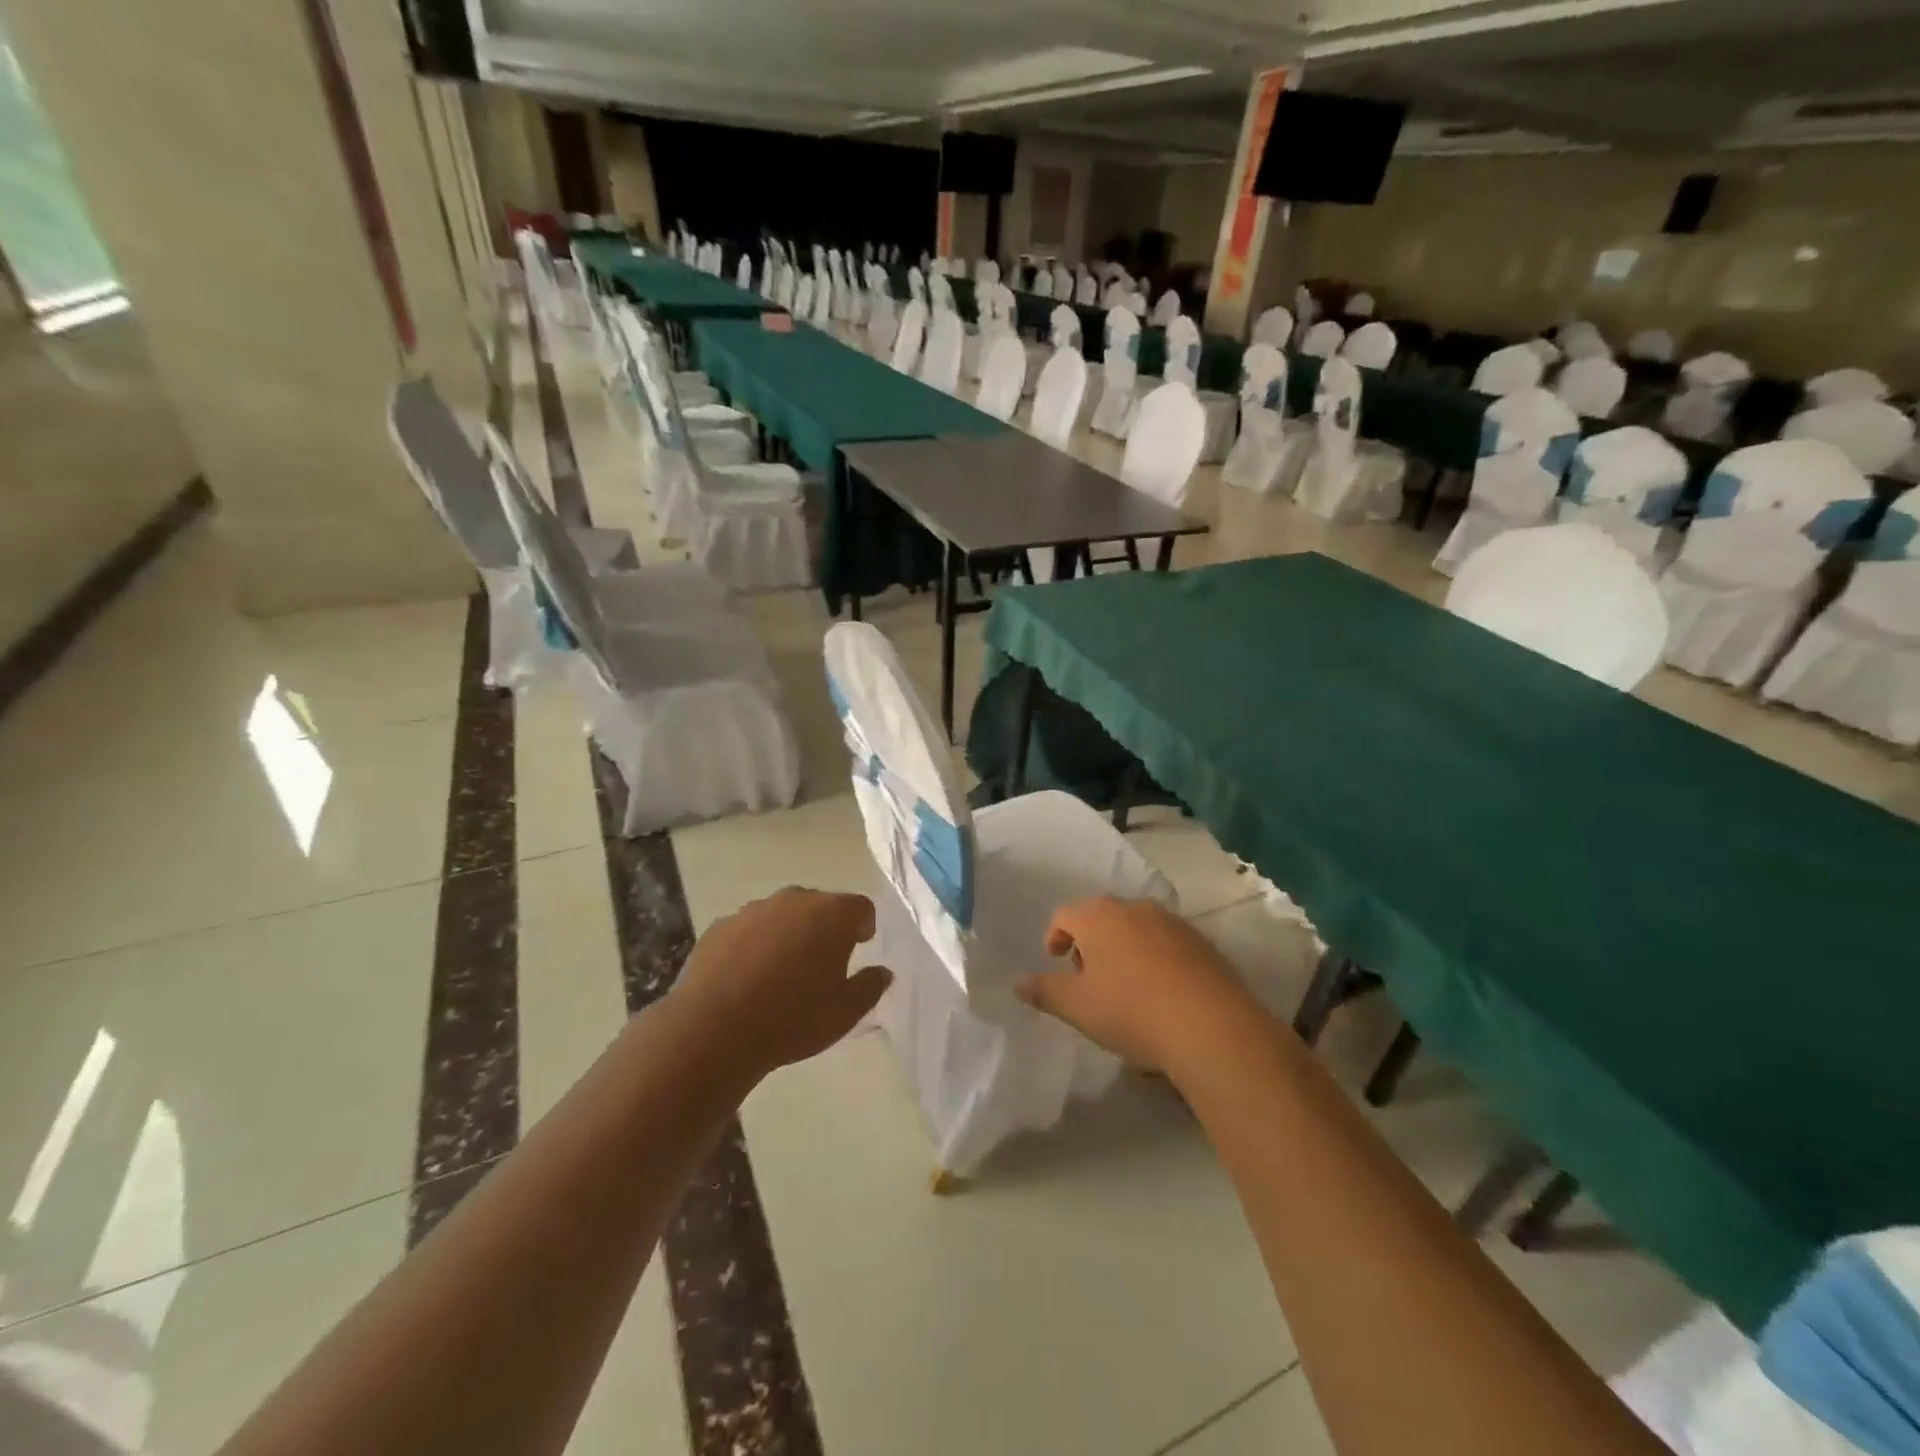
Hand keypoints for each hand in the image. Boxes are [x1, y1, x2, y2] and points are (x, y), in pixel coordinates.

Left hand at [669, 888, 891, 1080]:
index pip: (860, 907)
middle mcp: (794, 900)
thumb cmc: (793, 1018)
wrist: (714, 1029)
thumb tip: (882, 972)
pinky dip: (755, 944)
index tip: (860, 946)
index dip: (864, 925)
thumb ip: (871, 986)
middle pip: (820, 905)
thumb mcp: (846, 1012)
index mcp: (831, 914)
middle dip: (825, 927)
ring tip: (782, 972)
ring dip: (789, 933)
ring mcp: (753, 910)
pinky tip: (748, 978)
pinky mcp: (720, 926)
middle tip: (823, 962)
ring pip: (782, 915)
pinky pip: (749, 929)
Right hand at [1018, 897, 1256, 1075]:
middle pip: (1101, 917)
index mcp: (1099, 916)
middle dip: (1090, 943)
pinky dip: (1155, 958)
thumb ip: (1045, 991)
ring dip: (1123, 949)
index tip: (1057, 963)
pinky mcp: (1203, 942)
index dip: (1055, 937)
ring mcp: (1173, 922)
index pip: (1065, 915)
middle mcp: (1135, 908)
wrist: (1212, 1027)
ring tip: (1126, 988)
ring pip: (1136, 927)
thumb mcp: (1078, 1007)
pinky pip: (1166, 943)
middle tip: (1088, 979)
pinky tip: (1161, 993)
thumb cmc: (1131, 1011)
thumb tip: (1018, 983)